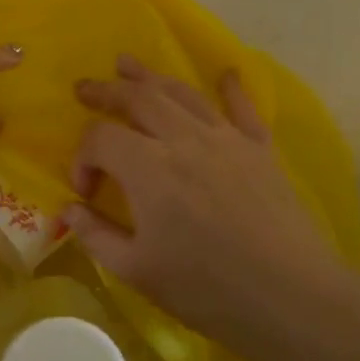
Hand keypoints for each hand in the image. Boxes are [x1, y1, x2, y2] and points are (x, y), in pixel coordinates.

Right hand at [66, 56, 359, 356]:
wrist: (290, 297)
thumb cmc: (206, 288)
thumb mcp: (136, 271)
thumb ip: (96, 235)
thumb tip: (69, 211)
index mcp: (148, 168)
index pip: (100, 139)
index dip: (82, 159)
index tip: (85, 193)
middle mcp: (184, 140)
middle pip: (138, 98)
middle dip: (106, 92)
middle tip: (85, 87)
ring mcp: (226, 139)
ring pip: (182, 93)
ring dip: (150, 76)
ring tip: (127, 64)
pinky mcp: (260, 150)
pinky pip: (243, 108)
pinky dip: (231, 88)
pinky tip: (227, 72)